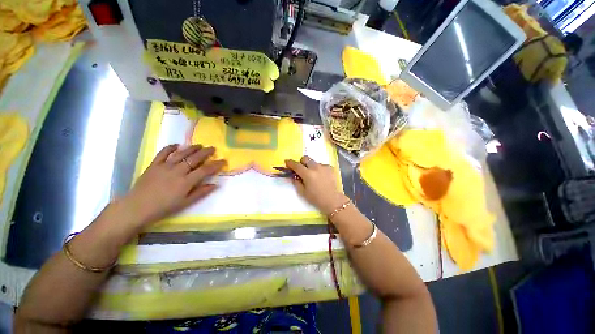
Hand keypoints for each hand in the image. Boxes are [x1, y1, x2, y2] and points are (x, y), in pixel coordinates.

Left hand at [121, 144, 225, 228]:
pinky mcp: (154, 165)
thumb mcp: (186, 203)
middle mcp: (177, 171)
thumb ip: (201, 192)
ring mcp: (165, 166)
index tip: (223, 161)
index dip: (215, 165)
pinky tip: (176, 145)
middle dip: (205, 152)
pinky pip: (163, 153)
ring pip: (181, 154)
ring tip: (199, 145)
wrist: (137, 208)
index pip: (205, 170)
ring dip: (191, 148)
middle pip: (194, 158)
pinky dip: (170, 148)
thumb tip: (216, 185)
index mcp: (186, 181)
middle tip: (213, 148)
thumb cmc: (164, 207)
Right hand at [285, 156, 348, 214]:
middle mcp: (315, 167)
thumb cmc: (316, 198)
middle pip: (305, 158)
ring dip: (311, 166)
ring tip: (313, 175)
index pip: (296, 165)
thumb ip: (296, 182)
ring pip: (314, 162)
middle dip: (301, 162)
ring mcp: (324, 167)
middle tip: (301, 170)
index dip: (290, 163)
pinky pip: (321, 165)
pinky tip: (321, 177)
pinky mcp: (330, 168)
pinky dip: (319, 169)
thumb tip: (294, 176)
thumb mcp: (303, 192)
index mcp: (307, 174)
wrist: (332, 200)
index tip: (287, 162)